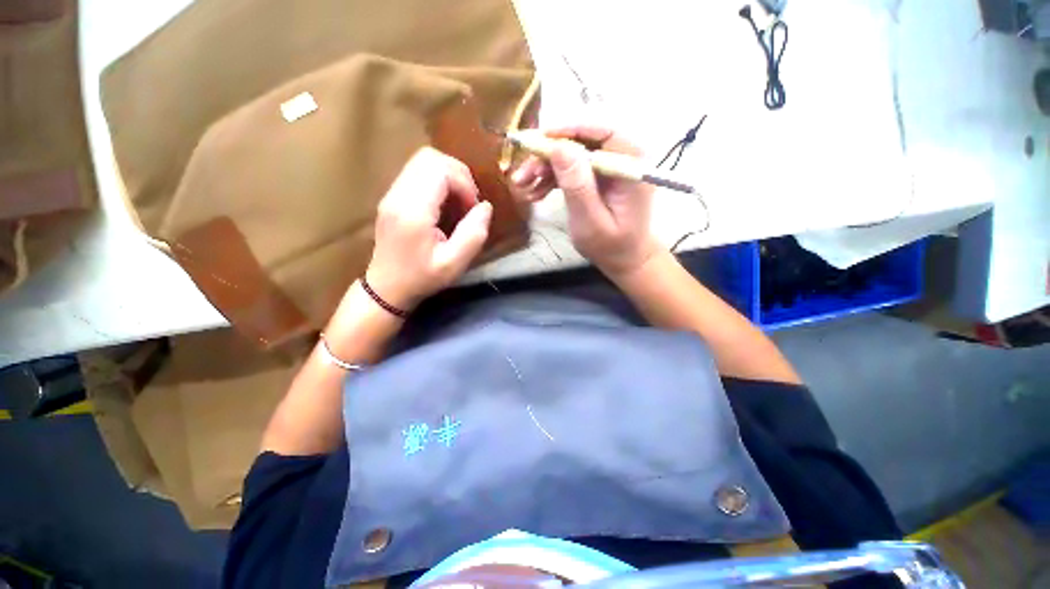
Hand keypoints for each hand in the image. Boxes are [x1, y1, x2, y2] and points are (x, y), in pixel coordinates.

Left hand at [365, 147, 491, 310]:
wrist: (386, 287)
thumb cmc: (421, 278)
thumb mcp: (454, 264)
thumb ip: (474, 234)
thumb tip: (485, 207)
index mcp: (413, 210)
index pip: (440, 170)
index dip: (464, 183)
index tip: (472, 209)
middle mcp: (398, 194)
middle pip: (430, 157)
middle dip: (458, 174)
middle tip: (468, 202)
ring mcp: (391, 193)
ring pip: (423, 160)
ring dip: (448, 176)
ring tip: (458, 201)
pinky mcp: (392, 196)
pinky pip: (417, 172)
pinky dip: (437, 181)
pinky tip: (444, 204)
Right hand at [509, 125, 658, 278]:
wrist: (623, 258)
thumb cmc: (610, 246)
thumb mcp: (590, 221)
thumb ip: (577, 185)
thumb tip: (559, 147)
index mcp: (631, 165)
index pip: (602, 132)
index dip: (569, 130)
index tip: (538, 139)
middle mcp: (622, 159)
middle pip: (582, 142)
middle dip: (548, 155)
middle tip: (522, 174)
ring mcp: (608, 168)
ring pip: (572, 155)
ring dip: (545, 169)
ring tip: (522, 187)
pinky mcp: (597, 177)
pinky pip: (572, 169)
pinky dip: (552, 179)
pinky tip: (535, 193)